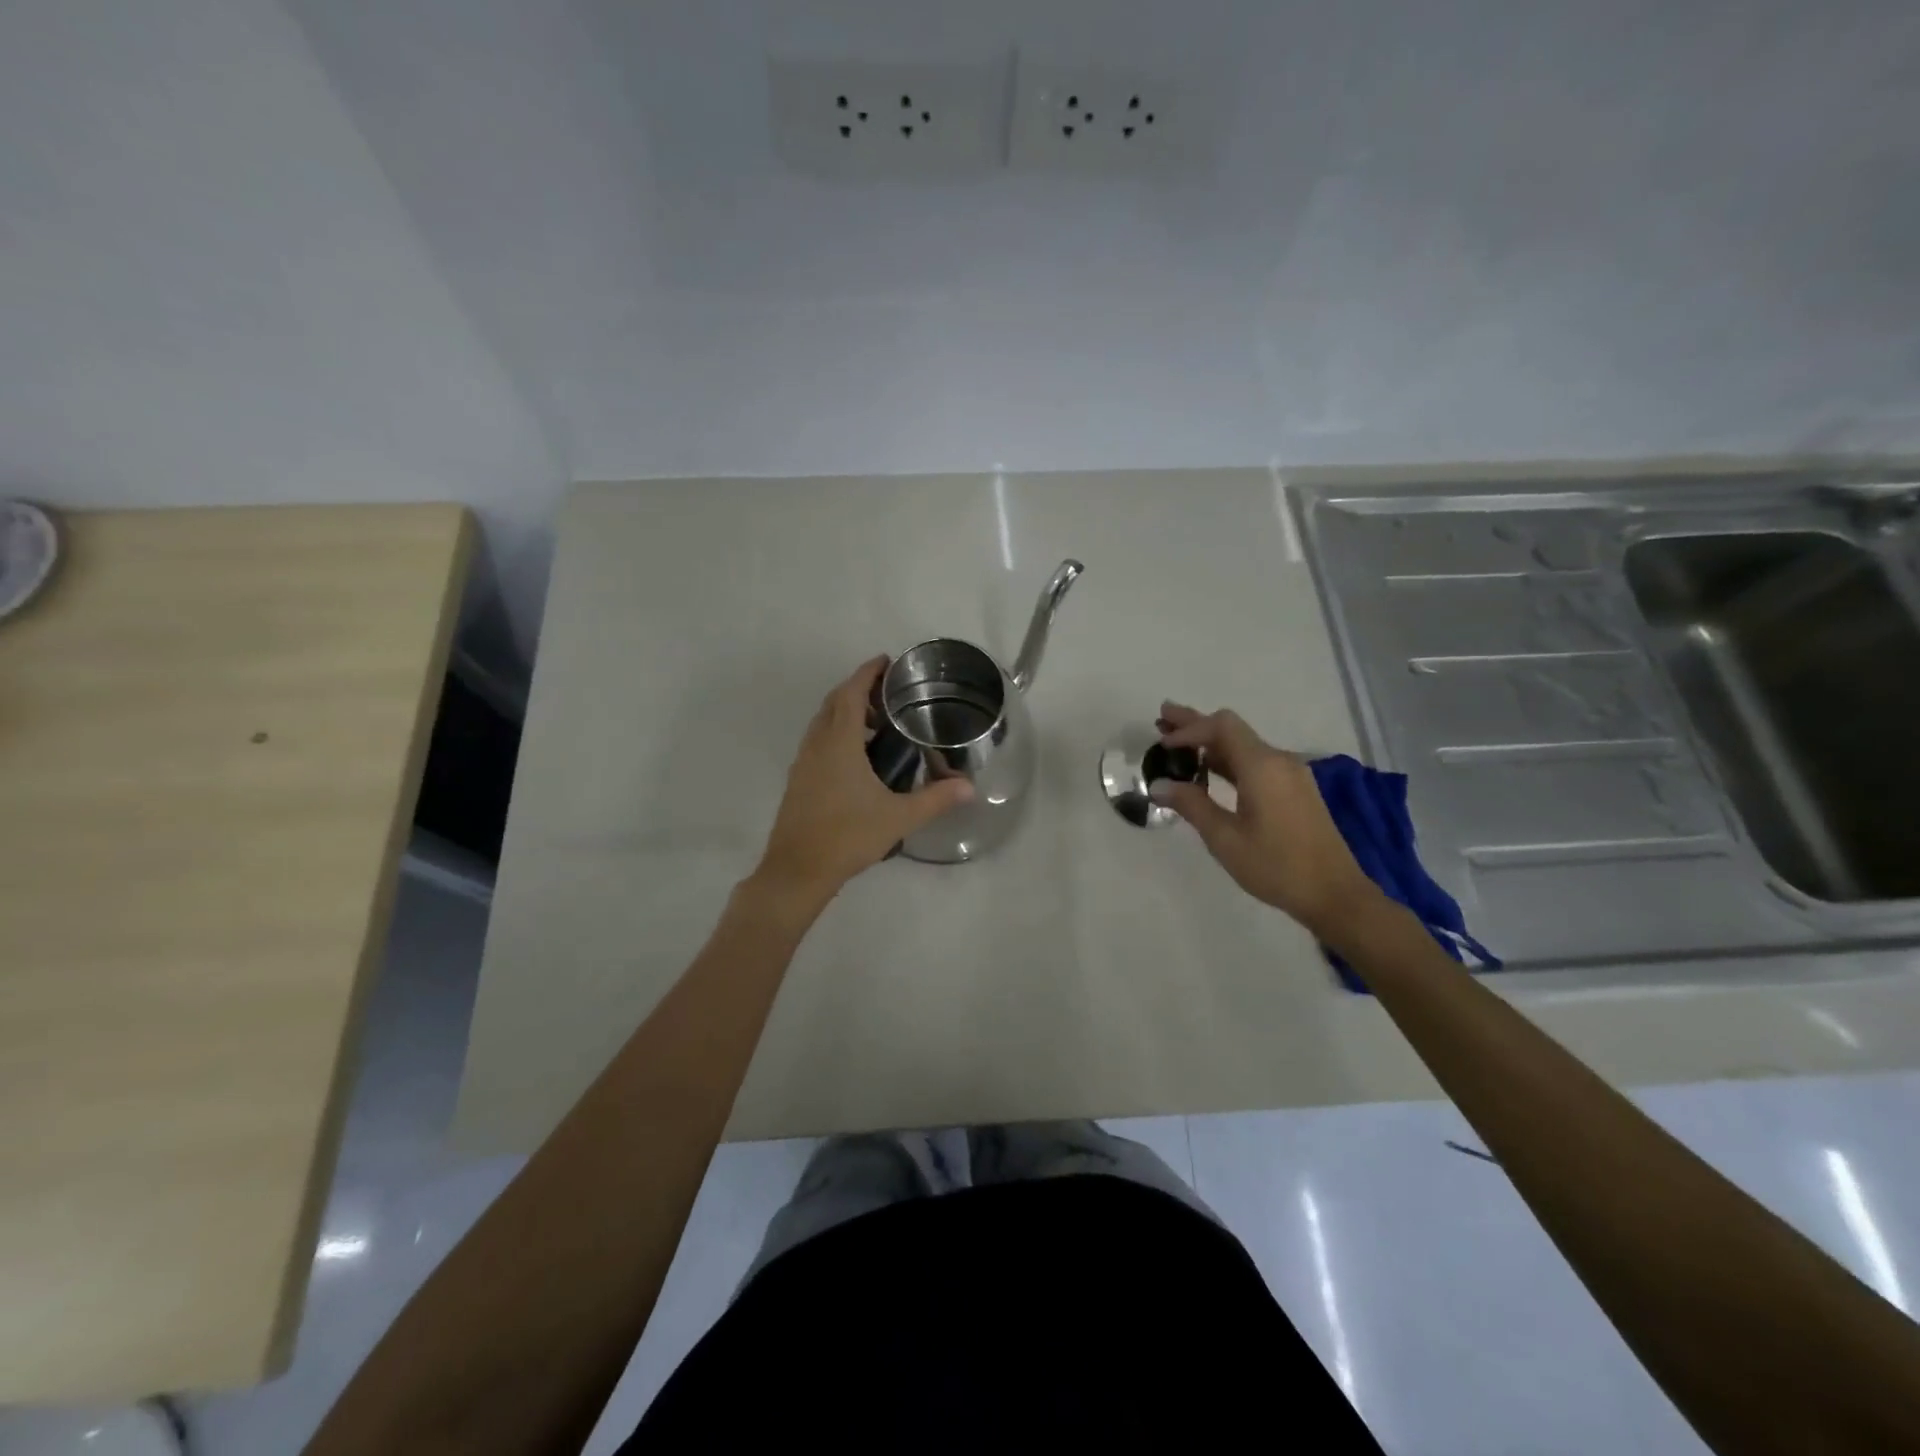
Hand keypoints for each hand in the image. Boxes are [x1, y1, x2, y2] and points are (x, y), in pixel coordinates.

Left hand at [751, 656, 973, 907]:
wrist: (797, 870)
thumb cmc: (847, 836)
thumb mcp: (898, 817)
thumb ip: (935, 799)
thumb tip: (969, 787)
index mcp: (838, 744)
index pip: (850, 694)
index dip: (866, 673)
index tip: (886, 661)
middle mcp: (816, 745)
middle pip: (834, 703)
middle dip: (857, 689)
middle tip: (888, 693)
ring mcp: (803, 763)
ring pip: (823, 723)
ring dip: (845, 712)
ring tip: (877, 722)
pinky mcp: (799, 780)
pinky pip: (818, 742)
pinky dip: (837, 733)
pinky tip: (858, 757)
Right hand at [1151, 702, 1382, 939]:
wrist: (1334, 894)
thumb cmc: (1276, 866)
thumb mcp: (1225, 838)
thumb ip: (1191, 805)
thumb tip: (1158, 785)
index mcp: (1262, 766)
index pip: (1221, 727)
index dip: (1188, 729)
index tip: (1162, 743)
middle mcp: (1279, 761)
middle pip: (1231, 730)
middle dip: (1195, 724)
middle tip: (1162, 717)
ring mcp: (1290, 775)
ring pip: (1243, 746)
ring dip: (1210, 743)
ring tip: (1177, 743)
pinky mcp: (1294, 790)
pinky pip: (1255, 762)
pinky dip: (1228, 759)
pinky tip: (1209, 768)